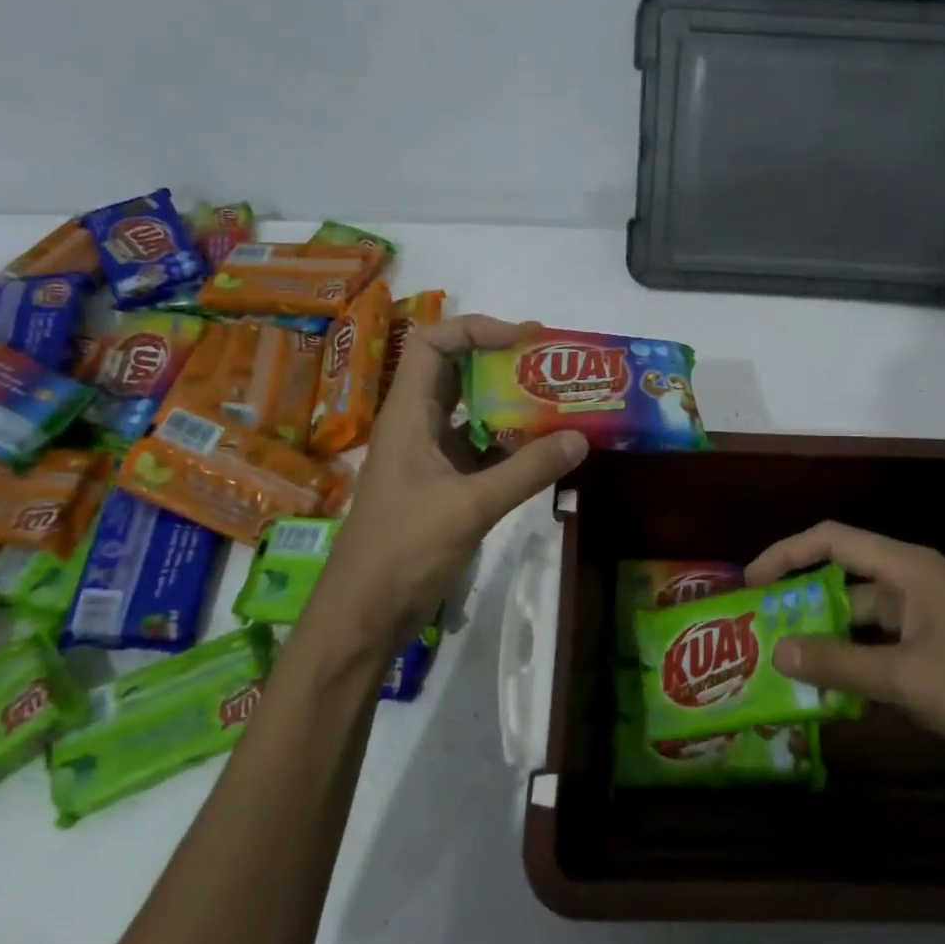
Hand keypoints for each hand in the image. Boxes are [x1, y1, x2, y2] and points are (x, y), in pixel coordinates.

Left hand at [310, 315, 587, 651]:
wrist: (364, 615)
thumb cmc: (404, 550)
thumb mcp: (471, 506)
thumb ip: (526, 471)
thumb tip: (580, 437)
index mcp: (408, 416)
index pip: (433, 344)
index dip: (476, 329)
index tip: (523, 340)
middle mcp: (416, 427)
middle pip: (455, 374)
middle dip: (501, 364)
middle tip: (551, 367)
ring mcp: (428, 459)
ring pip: (470, 415)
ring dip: (509, 407)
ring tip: (556, 405)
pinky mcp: (440, 489)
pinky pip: (477, 452)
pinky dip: (508, 447)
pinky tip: (542, 454)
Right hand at [744, 522, 944, 779]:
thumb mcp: (904, 676)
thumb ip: (838, 663)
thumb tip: (777, 650)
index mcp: (907, 569)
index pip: (832, 540)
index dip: (787, 554)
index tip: (752, 582)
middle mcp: (914, 583)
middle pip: (843, 579)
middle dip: (801, 602)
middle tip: (761, 631)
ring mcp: (928, 618)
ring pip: (861, 619)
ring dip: (827, 639)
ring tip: (786, 665)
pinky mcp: (939, 651)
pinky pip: (882, 647)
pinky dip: (855, 662)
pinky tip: (832, 692)